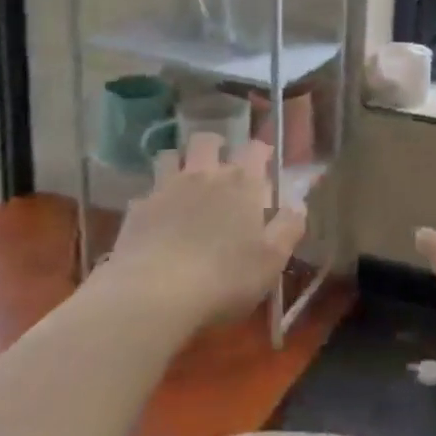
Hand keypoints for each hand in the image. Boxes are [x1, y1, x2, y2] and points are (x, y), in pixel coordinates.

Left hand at [94, 133, 307, 329]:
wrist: (153, 294)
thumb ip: (289, 227)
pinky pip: (147, 192)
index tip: (265, 164)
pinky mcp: (137, 209)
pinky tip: (157, 219)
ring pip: (171, 156)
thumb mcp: (272, 260)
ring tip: (185, 184)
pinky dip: (154, 199)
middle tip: (220, 168)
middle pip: (207, 140)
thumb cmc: (224, 278)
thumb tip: (298, 204)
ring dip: (180, 163)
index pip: (256, 148)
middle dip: (215, 146)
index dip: (262, 151)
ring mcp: (167, 188)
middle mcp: (205, 175)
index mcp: (242, 183)